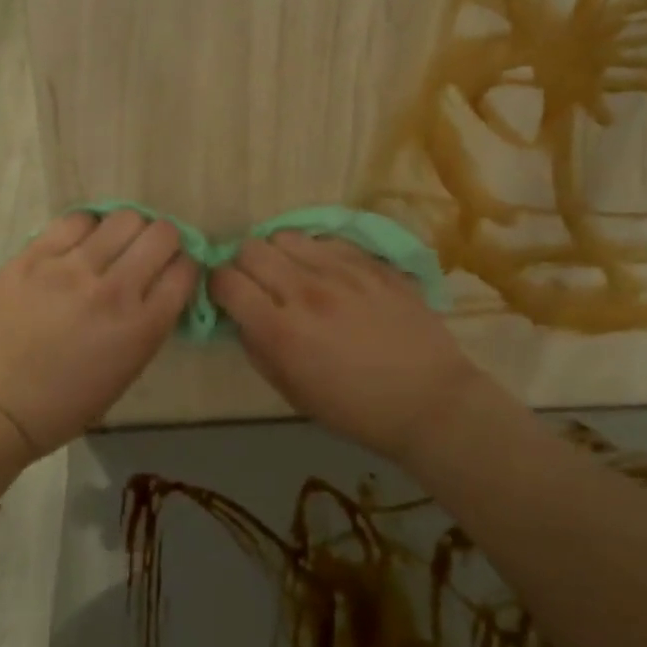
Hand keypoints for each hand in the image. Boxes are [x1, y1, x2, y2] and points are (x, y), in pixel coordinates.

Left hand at [0, 210, 195, 457]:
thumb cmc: (63, 404)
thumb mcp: (126, 371)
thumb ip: (149, 323)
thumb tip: (161, 284)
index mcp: (141, 328)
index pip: (185, 270)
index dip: (183, 266)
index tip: (172, 271)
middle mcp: (113, 290)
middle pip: (161, 234)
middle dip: (164, 240)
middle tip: (147, 252)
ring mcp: (71, 269)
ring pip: (123, 218)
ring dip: (127, 230)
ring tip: (112, 244)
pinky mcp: (34, 256)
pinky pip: (76, 220)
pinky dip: (88, 227)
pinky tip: (81, 242)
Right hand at [208, 232, 487, 466]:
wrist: (429, 400)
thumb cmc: (356, 410)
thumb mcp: (293, 392)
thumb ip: (258, 348)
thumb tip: (241, 316)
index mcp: (281, 331)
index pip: (225, 281)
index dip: (217, 286)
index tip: (226, 297)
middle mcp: (305, 291)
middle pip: (250, 248)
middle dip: (243, 265)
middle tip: (257, 284)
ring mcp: (341, 271)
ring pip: (285, 236)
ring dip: (278, 254)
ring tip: (293, 274)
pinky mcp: (370, 262)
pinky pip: (326, 240)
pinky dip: (315, 252)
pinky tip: (327, 273)